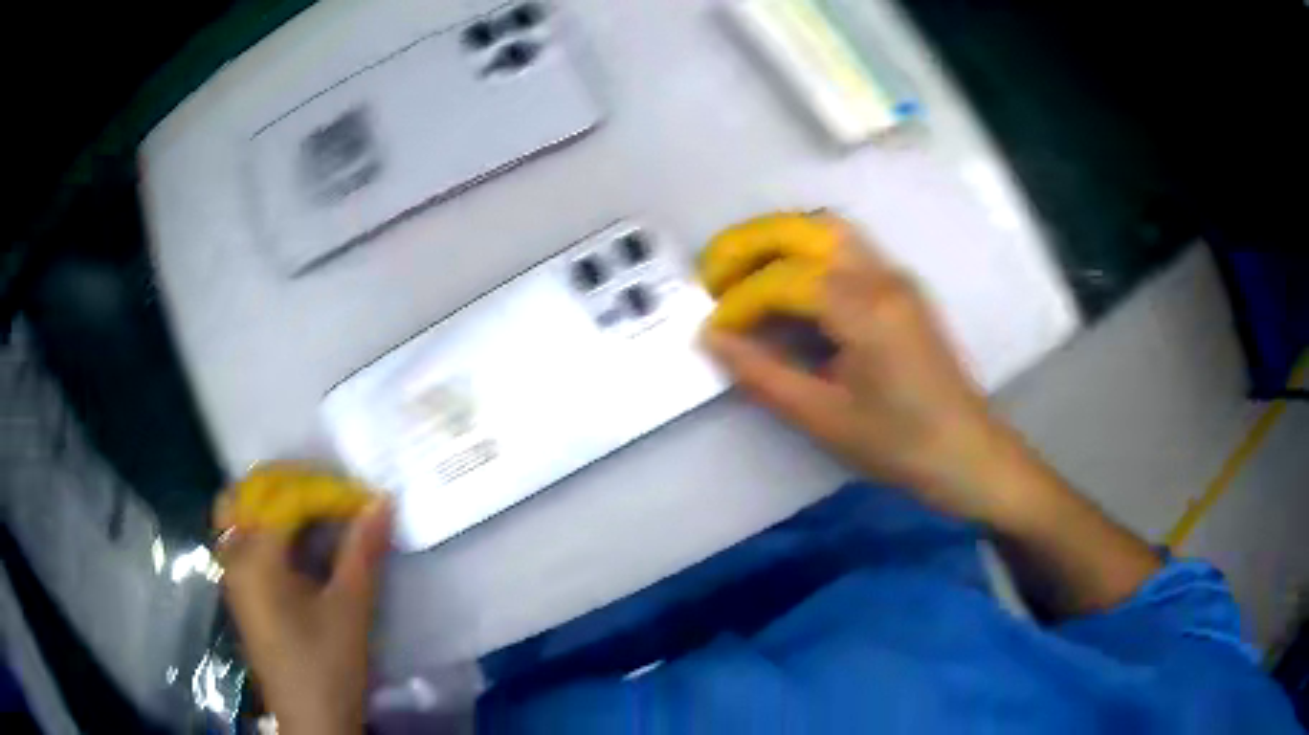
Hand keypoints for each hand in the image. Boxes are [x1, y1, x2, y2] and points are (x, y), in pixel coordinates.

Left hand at [214, 496, 391, 734]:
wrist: (312, 721)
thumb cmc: (328, 667)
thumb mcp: (350, 610)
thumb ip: (362, 552)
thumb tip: (381, 501)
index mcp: (256, 559)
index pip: (287, 499)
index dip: (328, 491)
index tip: (364, 500)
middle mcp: (234, 556)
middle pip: (252, 493)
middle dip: (294, 484)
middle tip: (333, 495)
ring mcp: (232, 573)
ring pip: (242, 512)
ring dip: (276, 501)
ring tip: (314, 511)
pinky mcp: (240, 589)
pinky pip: (244, 535)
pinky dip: (269, 524)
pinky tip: (298, 542)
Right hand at [704, 218, 1029, 524]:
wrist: (967, 451)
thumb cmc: (898, 444)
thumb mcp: (823, 418)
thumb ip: (763, 374)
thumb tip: (712, 339)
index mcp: (865, 309)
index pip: (783, 280)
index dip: (739, 301)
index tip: (714, 330)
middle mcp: (882, 276)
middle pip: (804, 229)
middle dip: (750, 243)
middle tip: (713, 274)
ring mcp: (896, 275)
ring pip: (827, 230)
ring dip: (778, 241)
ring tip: (743, 274)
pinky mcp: (902, 286)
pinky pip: (846, 248)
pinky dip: (805, 252)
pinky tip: (787, 284)